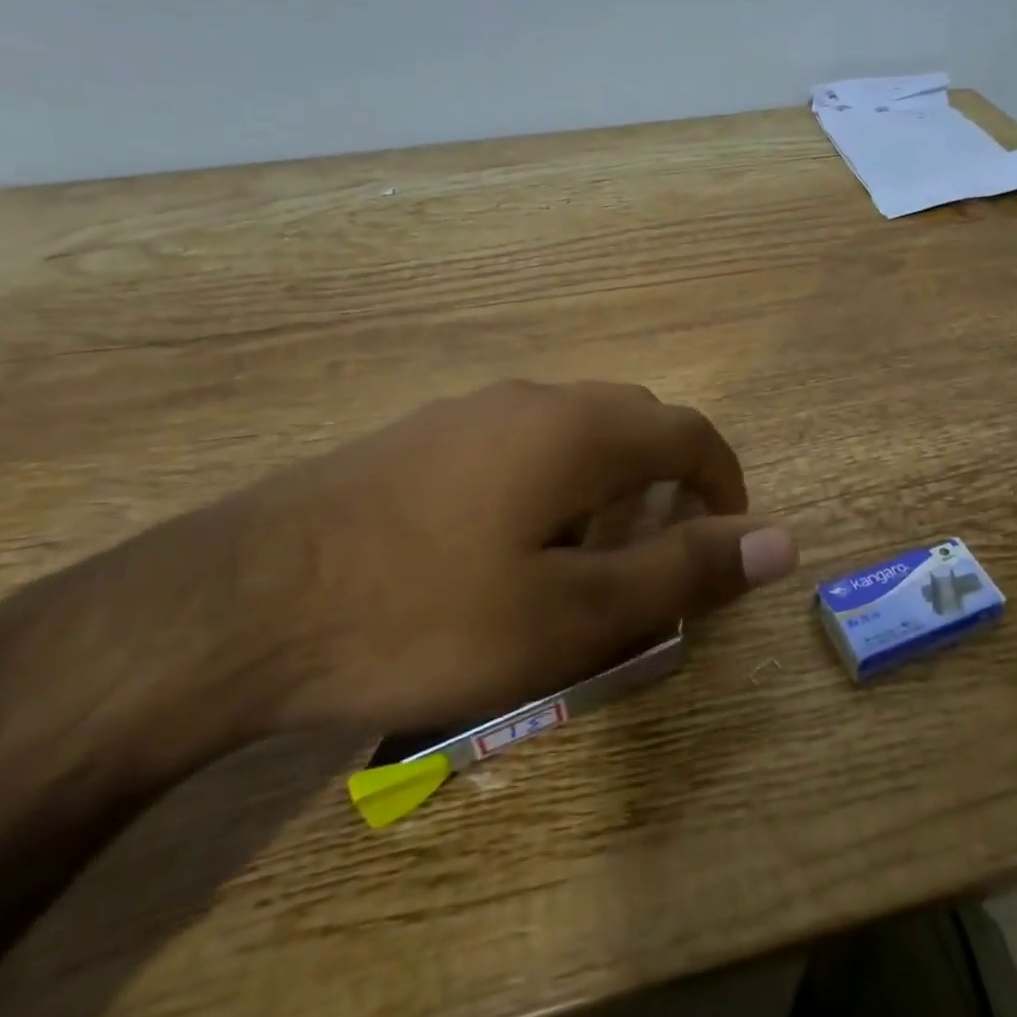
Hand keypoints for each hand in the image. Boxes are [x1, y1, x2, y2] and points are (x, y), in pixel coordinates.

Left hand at [183, 381, 797, 733]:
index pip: (690, 432)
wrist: (234, 609)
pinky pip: (517, 447)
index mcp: (580, 429)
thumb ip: (684, 571)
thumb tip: (781, 542)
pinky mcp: (417, 439)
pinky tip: (504, 552)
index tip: (727, 542)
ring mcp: (465, 413)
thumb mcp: (575, 614)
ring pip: (573, 435)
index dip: (726, 483)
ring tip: (583, 566)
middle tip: (655, 563)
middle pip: (634, 425)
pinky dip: (549, 488)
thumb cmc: (427, 616)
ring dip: (606, 489)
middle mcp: (530, 399)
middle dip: (666, 487)